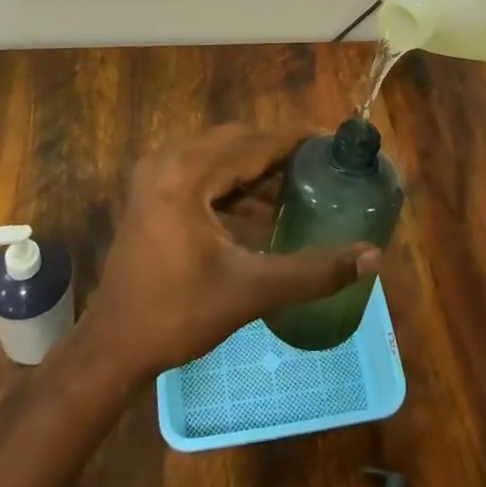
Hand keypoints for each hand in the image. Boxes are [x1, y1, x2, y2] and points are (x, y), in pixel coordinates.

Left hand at [82, 124, 381, 378]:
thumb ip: (314, 271)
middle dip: (280, 151)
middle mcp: (169, 160)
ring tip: (299, 186)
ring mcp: (156, 173)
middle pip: (238, 141)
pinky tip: (261, 210)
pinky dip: (233, 182)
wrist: (113, 347)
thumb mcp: (251, 291)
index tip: (334, 141)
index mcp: (188, 173)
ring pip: (220, 154)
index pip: (255, 143)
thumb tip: (372, 256)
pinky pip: (203, 170)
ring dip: (257, 167)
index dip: (297, 139)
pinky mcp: (152, 190)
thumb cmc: (179, 315)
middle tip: (321, 166)